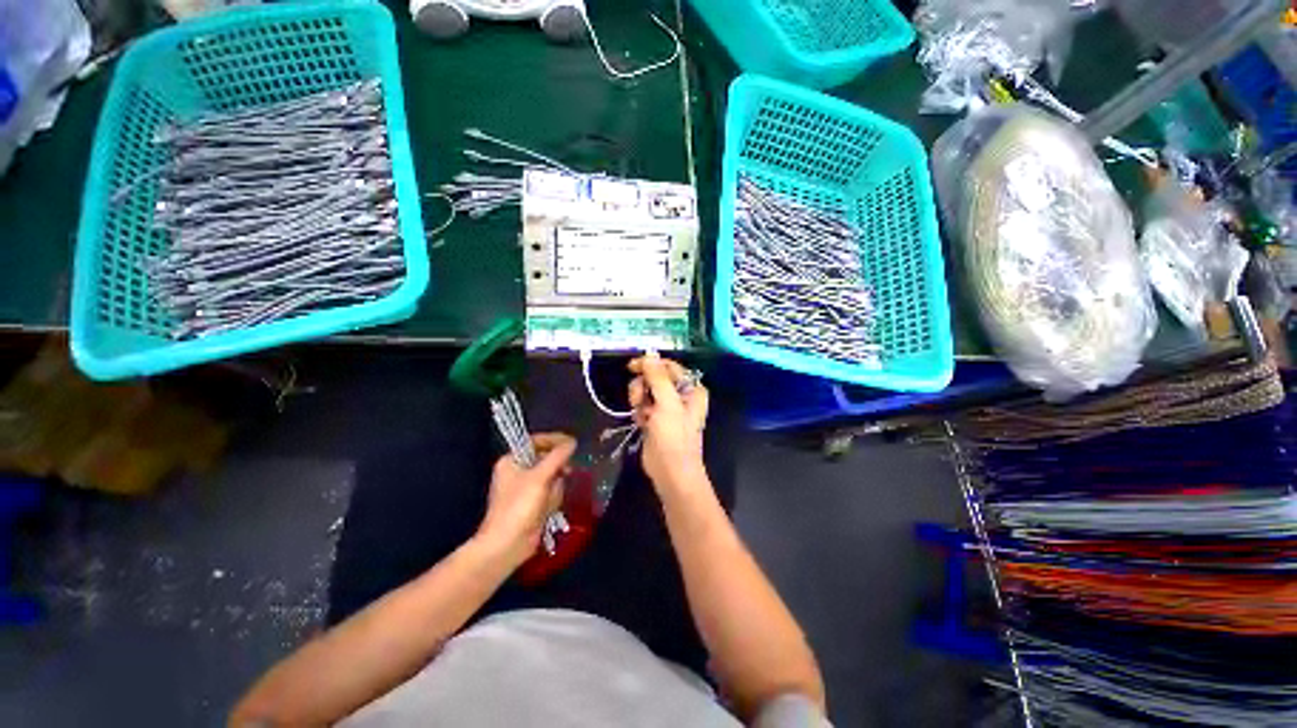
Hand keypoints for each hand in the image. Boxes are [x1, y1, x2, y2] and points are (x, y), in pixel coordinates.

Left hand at [477, 433, 576, 566]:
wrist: (507, 545)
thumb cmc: (519, 506)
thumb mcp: (540, 477)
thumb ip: (557, 456)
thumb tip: (572, 442)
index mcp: (511, 460)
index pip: (536, 441)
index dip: (554, 440)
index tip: (572, 443)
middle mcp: (517, 471)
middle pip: (546, 459)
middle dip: (556, 469)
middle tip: (567, 471)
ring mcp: (526, 488)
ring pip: (552, 477)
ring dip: (555, 487)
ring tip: (549, 500)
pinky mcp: (533, 503)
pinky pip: (550, 492)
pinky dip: (553, 499)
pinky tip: (548, 509)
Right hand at [628, 352, 709, 493]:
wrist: (670, 472)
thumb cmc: (674, 437)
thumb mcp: (667, 404)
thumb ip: (658, 377)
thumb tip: (649, 354)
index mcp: (691, 388)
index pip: (669, 366)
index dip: (651, 364)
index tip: (632, 366)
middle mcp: (681, 395)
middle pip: (655, 377)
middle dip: (643, 386)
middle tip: (638, 398)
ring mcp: (667, 407)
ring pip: (646, 390)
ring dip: (639, 399)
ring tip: (641, 414)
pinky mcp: (656, 418)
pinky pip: (642, 405)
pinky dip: (639, 411)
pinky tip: (642, 423)